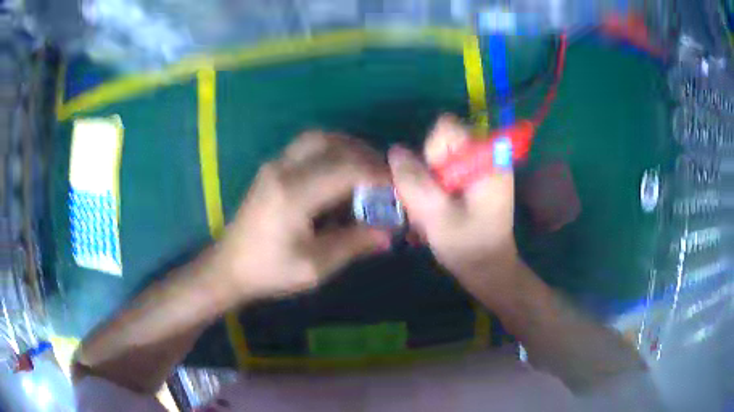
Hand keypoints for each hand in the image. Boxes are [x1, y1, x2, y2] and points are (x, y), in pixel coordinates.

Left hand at [213, 132, 391, 302]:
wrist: (229, 267)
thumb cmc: (269, 272)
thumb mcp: (314, 267)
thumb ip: (353, 244)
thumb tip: (389, 233)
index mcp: (293, 194)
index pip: (347, 169)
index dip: (378, 175)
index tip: (398, 189)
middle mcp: (283, 169)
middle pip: (333, 143)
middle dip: (365, 156)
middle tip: (384, 177)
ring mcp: (274, 165)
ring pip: (319, 138)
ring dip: (347, 149)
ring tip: (365, 172)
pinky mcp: (272, 168)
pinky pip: (307, 147)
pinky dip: (331, 152)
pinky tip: (340, 175)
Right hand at [389, 116, 518, 307]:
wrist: (489, 269)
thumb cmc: (468, 246)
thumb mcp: (436, 216)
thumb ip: (414, 182)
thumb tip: (395, 150)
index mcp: (487, 159)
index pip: (448, 128)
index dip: (432, 151)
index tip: (435, 182)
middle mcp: (487, 156)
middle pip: (442, 142)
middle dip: (428, 170)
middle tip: (432, 202)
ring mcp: (482, 167)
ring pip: (440, 158)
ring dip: (429, 182)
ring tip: (433, 212)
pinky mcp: (476, 179)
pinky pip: (446, 170)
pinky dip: (436, 188)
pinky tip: (438, 212)